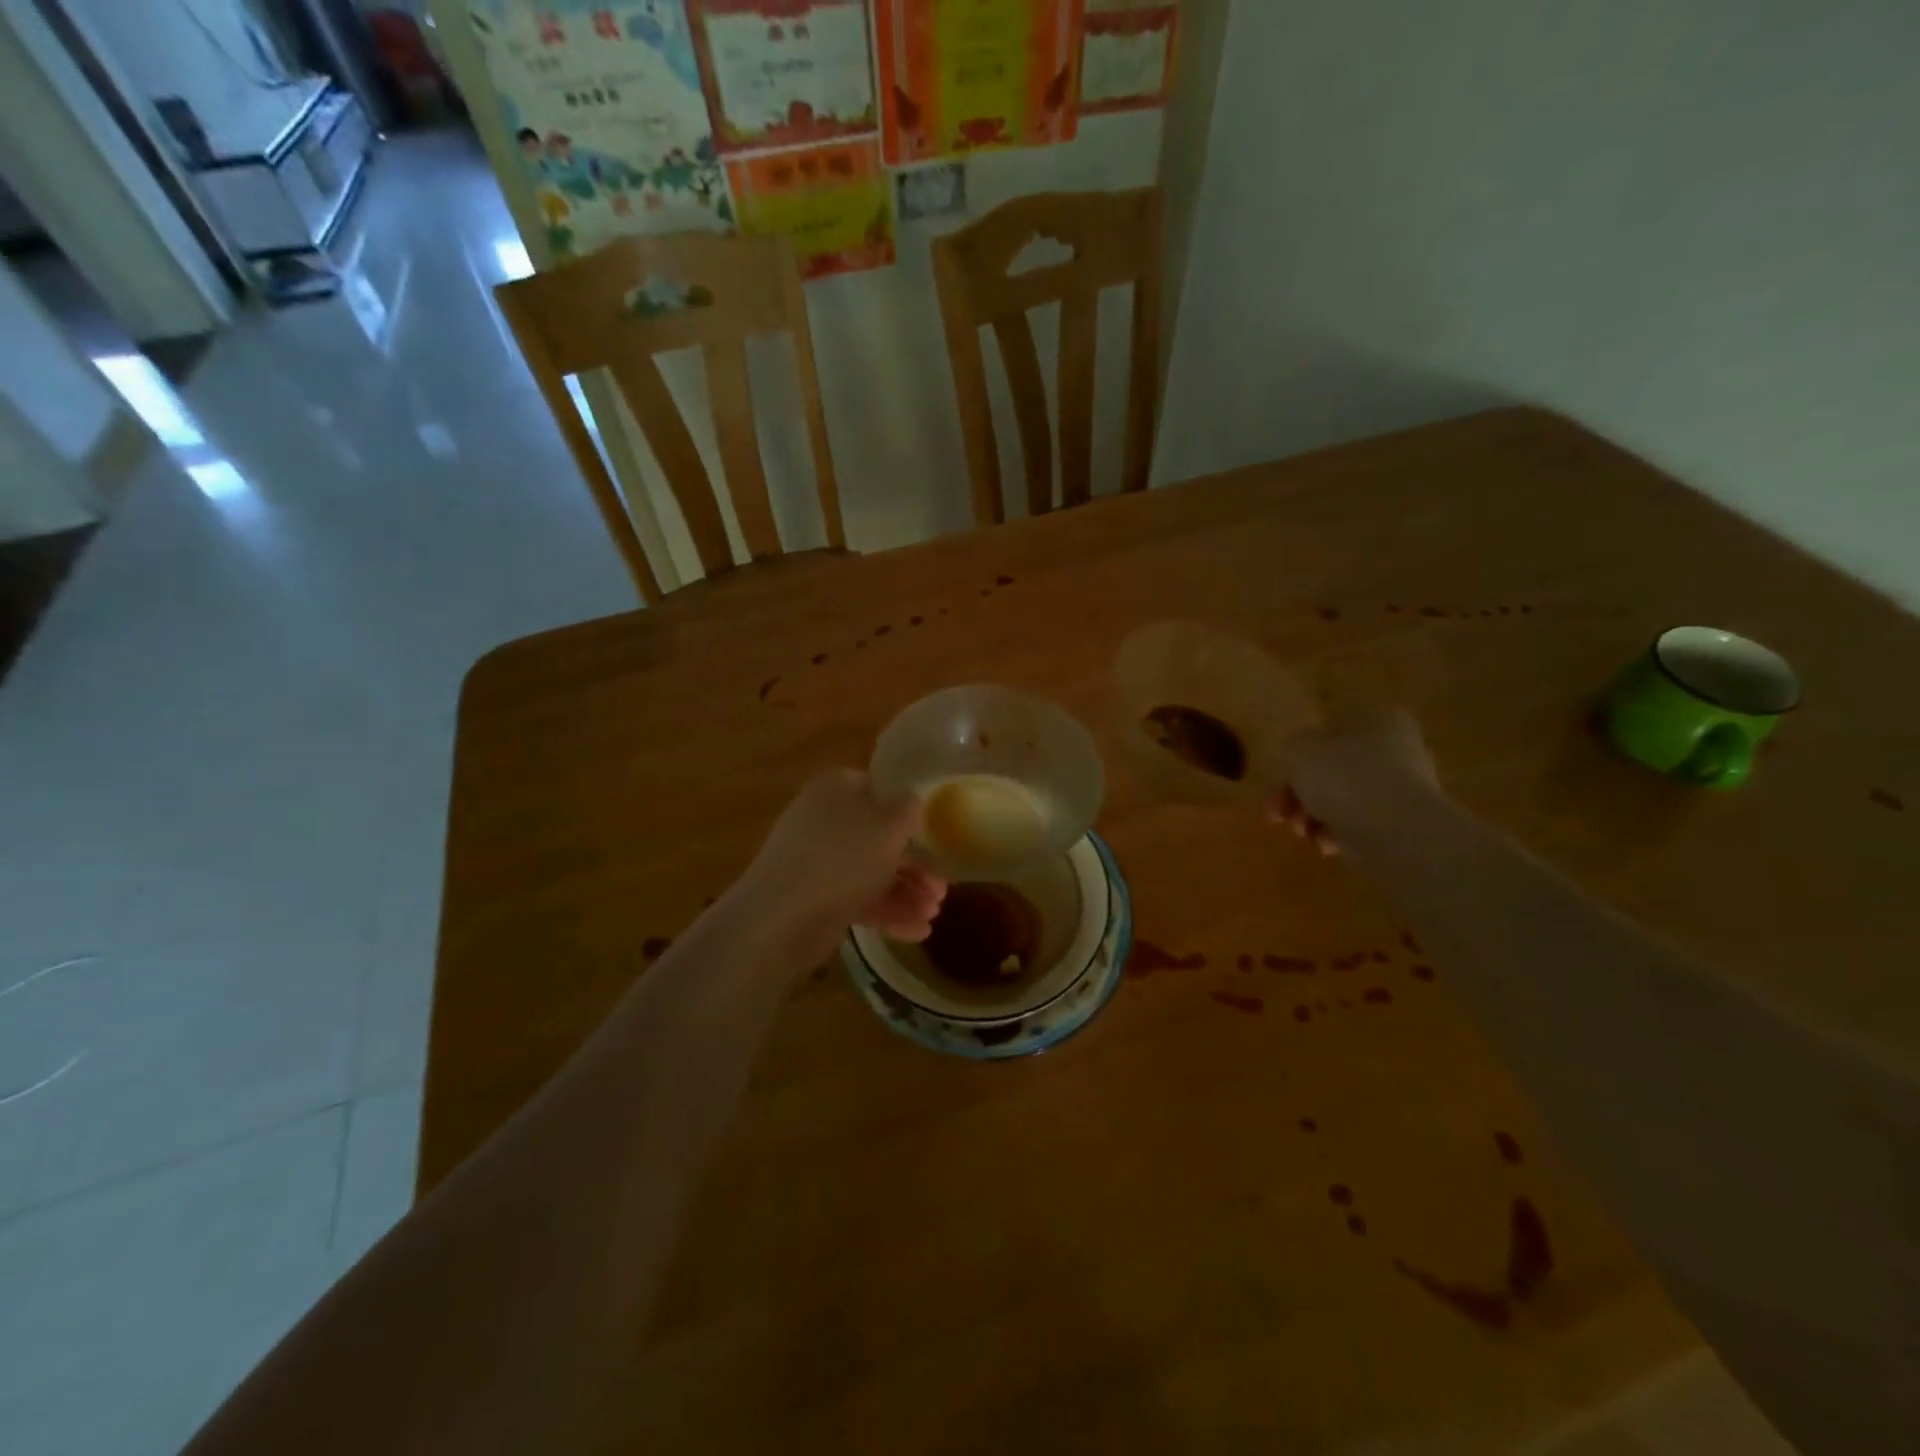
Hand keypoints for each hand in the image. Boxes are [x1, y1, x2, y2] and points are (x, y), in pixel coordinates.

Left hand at [738, 770, 946, 952]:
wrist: (782, 916)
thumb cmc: (844, 856)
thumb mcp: (891, 823)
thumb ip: (909, 808)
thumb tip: (910, 805)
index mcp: (836, 788)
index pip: (878, 789)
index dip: (907, 811)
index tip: (933, 836)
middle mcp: (823, 820)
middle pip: (878, 837)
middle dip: (914, 865)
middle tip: (940, 890)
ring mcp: (816, 861)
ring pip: (870, 871)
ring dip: (906, 893)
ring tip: (932, 917)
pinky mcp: (813, 898)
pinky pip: (857, 898)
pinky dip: (886, 912)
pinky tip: (916, 932)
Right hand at [1270, 708, 1439, 853]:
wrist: (1398, 832)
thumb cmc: (1345, 777)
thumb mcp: (1299, 750)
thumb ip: (1293, 748)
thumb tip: (1302, 758)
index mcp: (1377, 719)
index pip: (1328, 732)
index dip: (1298, 756)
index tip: (1281, 779)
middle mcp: (1397, 747)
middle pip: (1332, 769)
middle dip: (1300, 794)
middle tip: (1279, 813)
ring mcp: (1405, 787)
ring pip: (1343, 798)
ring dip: (1313, 815)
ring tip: (1302, 832)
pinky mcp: (1406, 822)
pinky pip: (1361, 823)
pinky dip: (1338, 833)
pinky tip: (1327, 845)